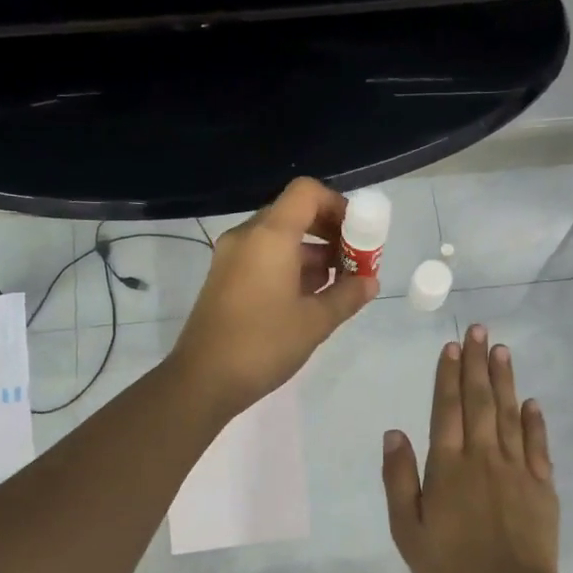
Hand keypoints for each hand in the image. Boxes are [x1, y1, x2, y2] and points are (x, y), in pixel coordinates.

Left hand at [171, 177, 378, 416]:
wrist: (203, 380)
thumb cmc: (263, 344)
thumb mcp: (315, 322)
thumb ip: (347, 295)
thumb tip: (369, 282)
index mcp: (269, 236)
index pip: (306, 192)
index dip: (338, 205)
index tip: (358, 234)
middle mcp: (247, 237)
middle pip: (294, 213)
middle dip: (329, 232)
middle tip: (354, 260)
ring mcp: (231, 257)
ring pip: (279, 237)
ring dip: (311, 252)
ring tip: (339, 283)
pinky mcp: (225, 279)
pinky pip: (263, 257)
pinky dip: (290, 266)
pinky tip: (310, 296)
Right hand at [382, 323, 562, 572]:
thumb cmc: (451, 568)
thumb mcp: (407, 530)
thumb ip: (399, 480)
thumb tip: (394, 433)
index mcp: (448, 467)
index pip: (446, 410)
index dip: (447, 376)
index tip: (450, 347)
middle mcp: (482, 458)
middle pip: (479, 402)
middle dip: (476, 364)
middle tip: (479, 331)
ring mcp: (516, 469)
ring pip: (508, 415)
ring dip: (504, 381)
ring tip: (501, 351)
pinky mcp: (542, 486)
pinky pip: (537, 445)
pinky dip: (534, 421)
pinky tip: (531, 402)